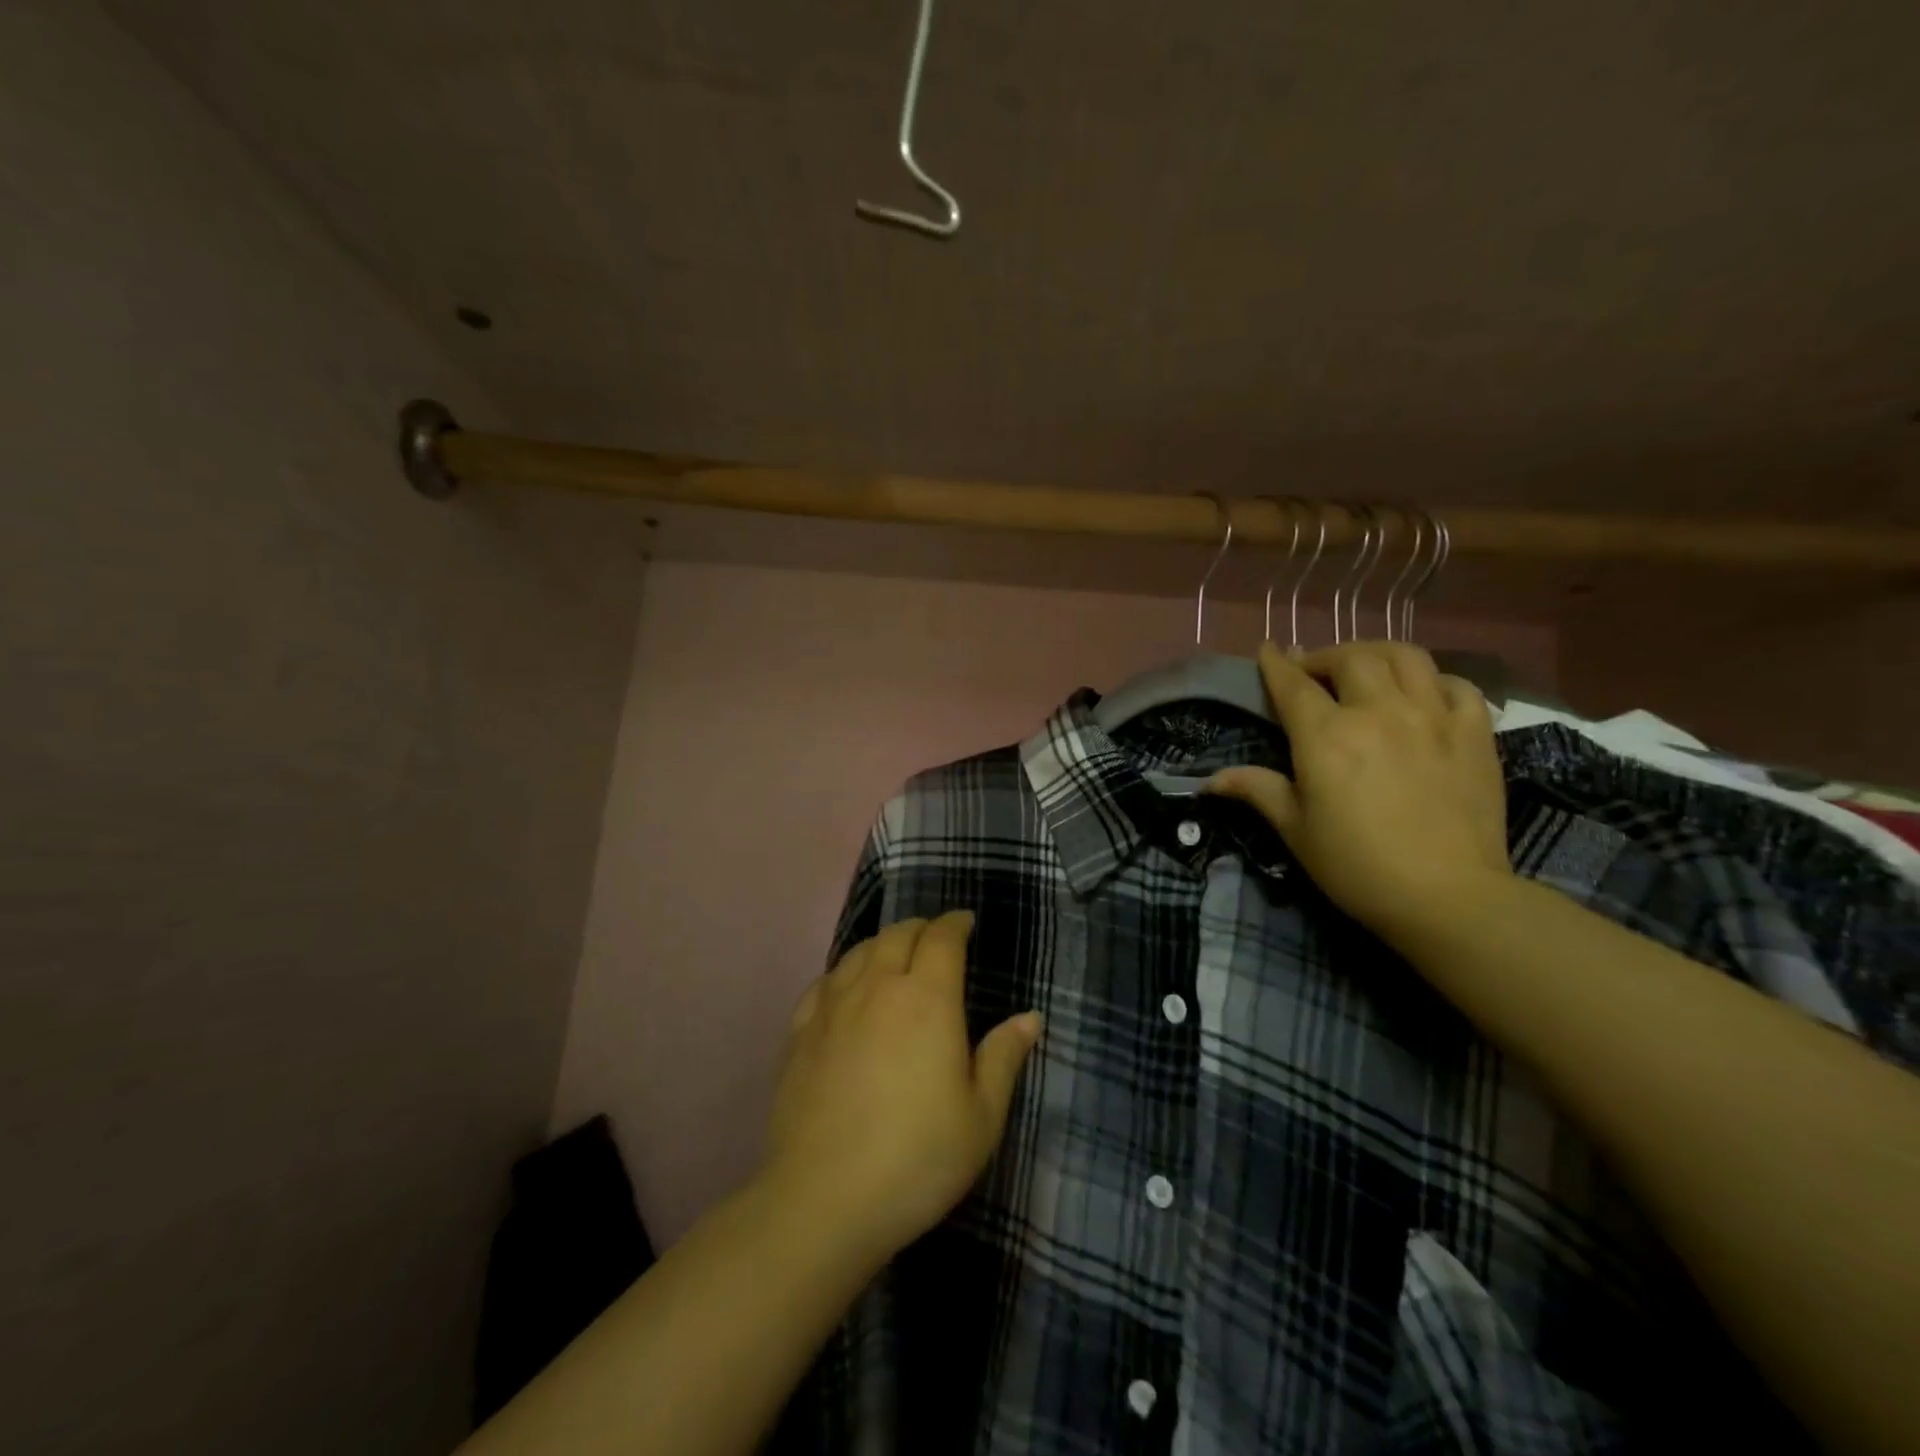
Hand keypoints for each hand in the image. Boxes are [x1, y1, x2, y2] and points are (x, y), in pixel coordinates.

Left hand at [763, 912, 1041, 1265]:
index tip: (965, 923)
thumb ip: (1004, 1057)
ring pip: (859, 952)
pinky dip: (844, 971)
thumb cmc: (917, 1157)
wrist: (824, 1199)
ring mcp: (833, 1006)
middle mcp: (878, 987)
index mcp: (927, 998)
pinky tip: (846, 987)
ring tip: (894, 954)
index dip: (955, 923)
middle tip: (935, 938)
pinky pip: (824, 982)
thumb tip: (1030, 1017)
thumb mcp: (981, 1116)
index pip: (942, 938)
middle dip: (921, 928)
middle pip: (898, 935)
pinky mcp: (799, 1032)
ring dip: (882, 943)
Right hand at [1206, 641, 1512, 938]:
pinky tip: (1424, 694)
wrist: (1447, 896)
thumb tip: (1212, 780)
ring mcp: (1432, 717)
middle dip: (1325, 657)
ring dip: (1377, 654)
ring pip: (1406, 656)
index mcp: (1326, 736)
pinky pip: (1457, 685)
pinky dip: (1434, 680)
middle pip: (1351, 657)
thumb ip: (1257, 791)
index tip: (1268, 649)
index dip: (1276, 663)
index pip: (1293, 684)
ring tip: (1366, 669)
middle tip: (1314, 673)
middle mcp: (1378, 712)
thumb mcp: (1295, 829)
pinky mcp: (1475, 733)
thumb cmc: (1356, 865)